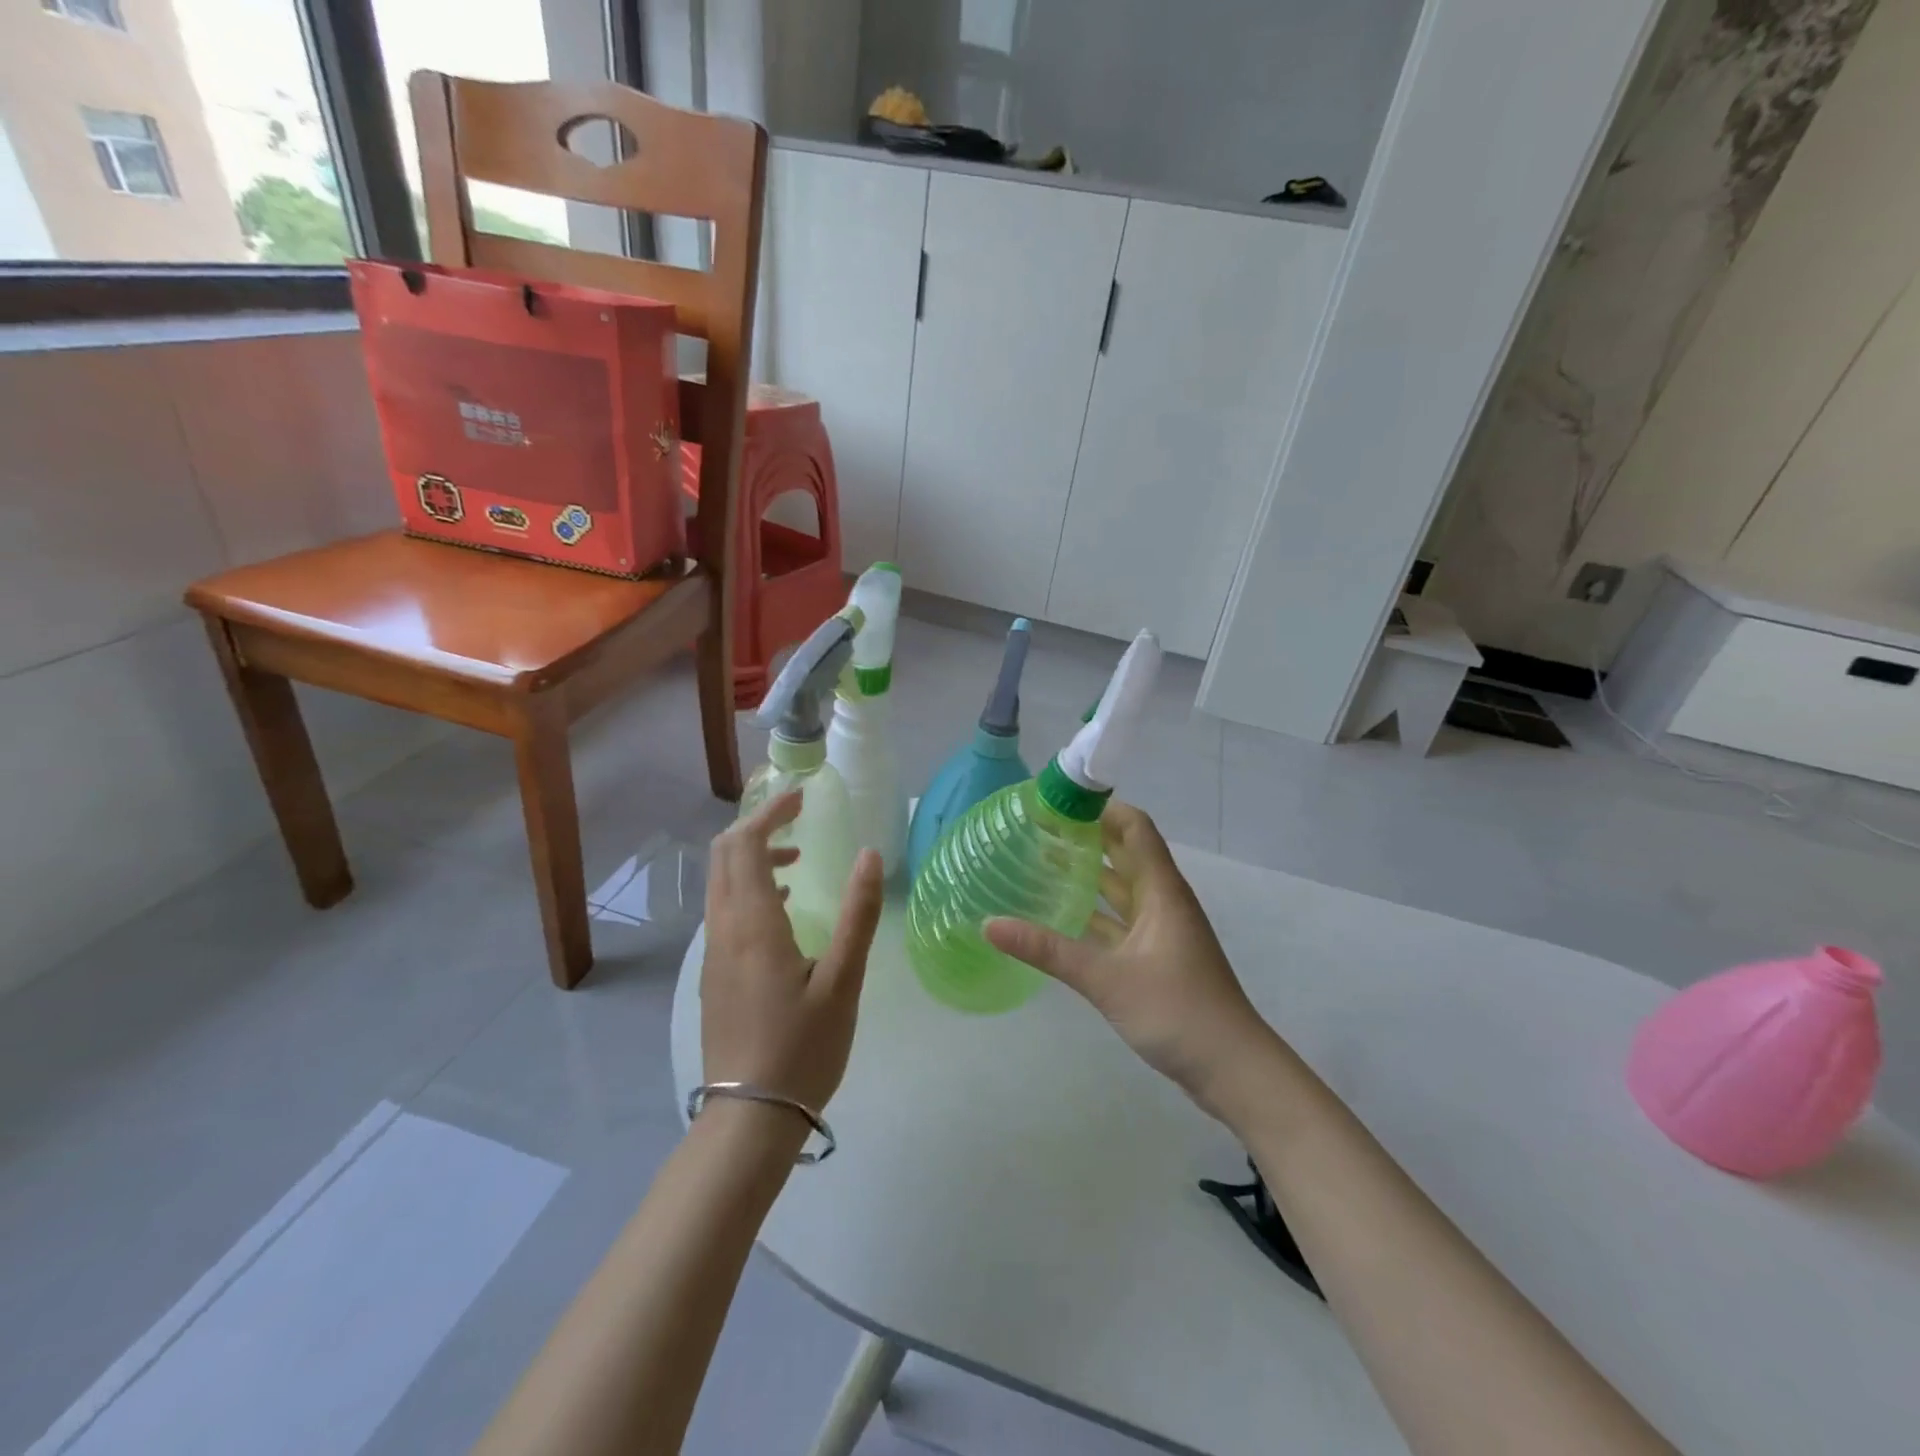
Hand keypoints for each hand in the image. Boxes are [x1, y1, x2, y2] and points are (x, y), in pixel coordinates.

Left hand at [702, 791, 884, 1113]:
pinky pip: (723, 910)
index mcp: (752, 923)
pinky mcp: (712, 975)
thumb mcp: (843, 980)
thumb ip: (857, 913)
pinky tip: (782, 912)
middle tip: (798, 820)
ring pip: (720, 883)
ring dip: (752, 858)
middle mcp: (723, 929)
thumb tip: (869, 854)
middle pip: (724, 855)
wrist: (749, 1118)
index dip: (770, 812)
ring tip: (796, 860)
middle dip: (757, 826)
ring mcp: (712, 954)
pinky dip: (746, 888)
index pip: (746, 843)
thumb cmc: (803, 1047)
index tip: (802, 798)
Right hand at [985, 801, 1278, 1121]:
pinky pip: (1118, 922)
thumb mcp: (1106, 978)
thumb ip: (1048, 950)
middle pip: (1125, 854)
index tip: (1060, 801)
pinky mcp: (1155, 959)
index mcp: (1161, 891)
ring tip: (1042, 863)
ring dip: (1089, 875)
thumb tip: (990, 924)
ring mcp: (1160, 932)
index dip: (1103, 808)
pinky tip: (1061, 916)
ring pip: (1120, 890)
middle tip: (1039, 828)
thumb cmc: (1177, 1011)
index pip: (1135, 828)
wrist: (1232, 1070)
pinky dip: (1093, 914)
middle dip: (1087, 837)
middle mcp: (1162, 902)